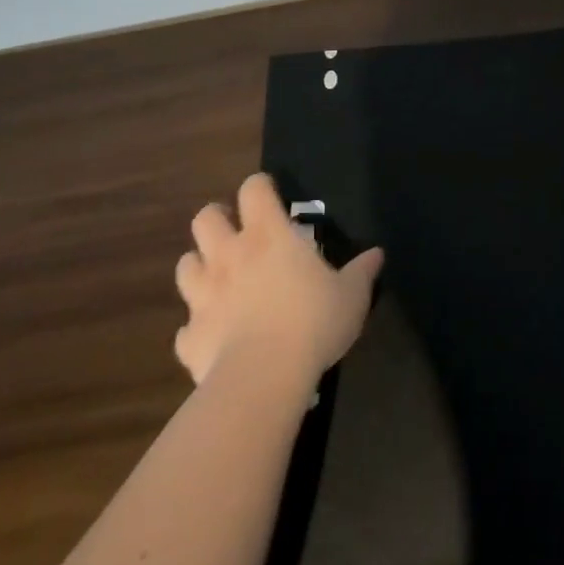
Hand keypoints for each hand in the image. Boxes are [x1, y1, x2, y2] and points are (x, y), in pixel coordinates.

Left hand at [174, 173, 384, 390]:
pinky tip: (213, 338)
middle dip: (216, 219)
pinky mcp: (189, 336)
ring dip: (199, 267)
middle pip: (205, 218)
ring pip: (186, 265)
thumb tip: (377, 254)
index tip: (269, 195)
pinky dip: (197, 328)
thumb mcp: (351, 296)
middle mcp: (229, 255)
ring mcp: (203, 295)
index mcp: (268, 235)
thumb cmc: (312, 322)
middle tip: (235, 233)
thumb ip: (361, 272)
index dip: (259, 187)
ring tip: (218, 280)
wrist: (263, 377)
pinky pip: (186, 328)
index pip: (253, 189)